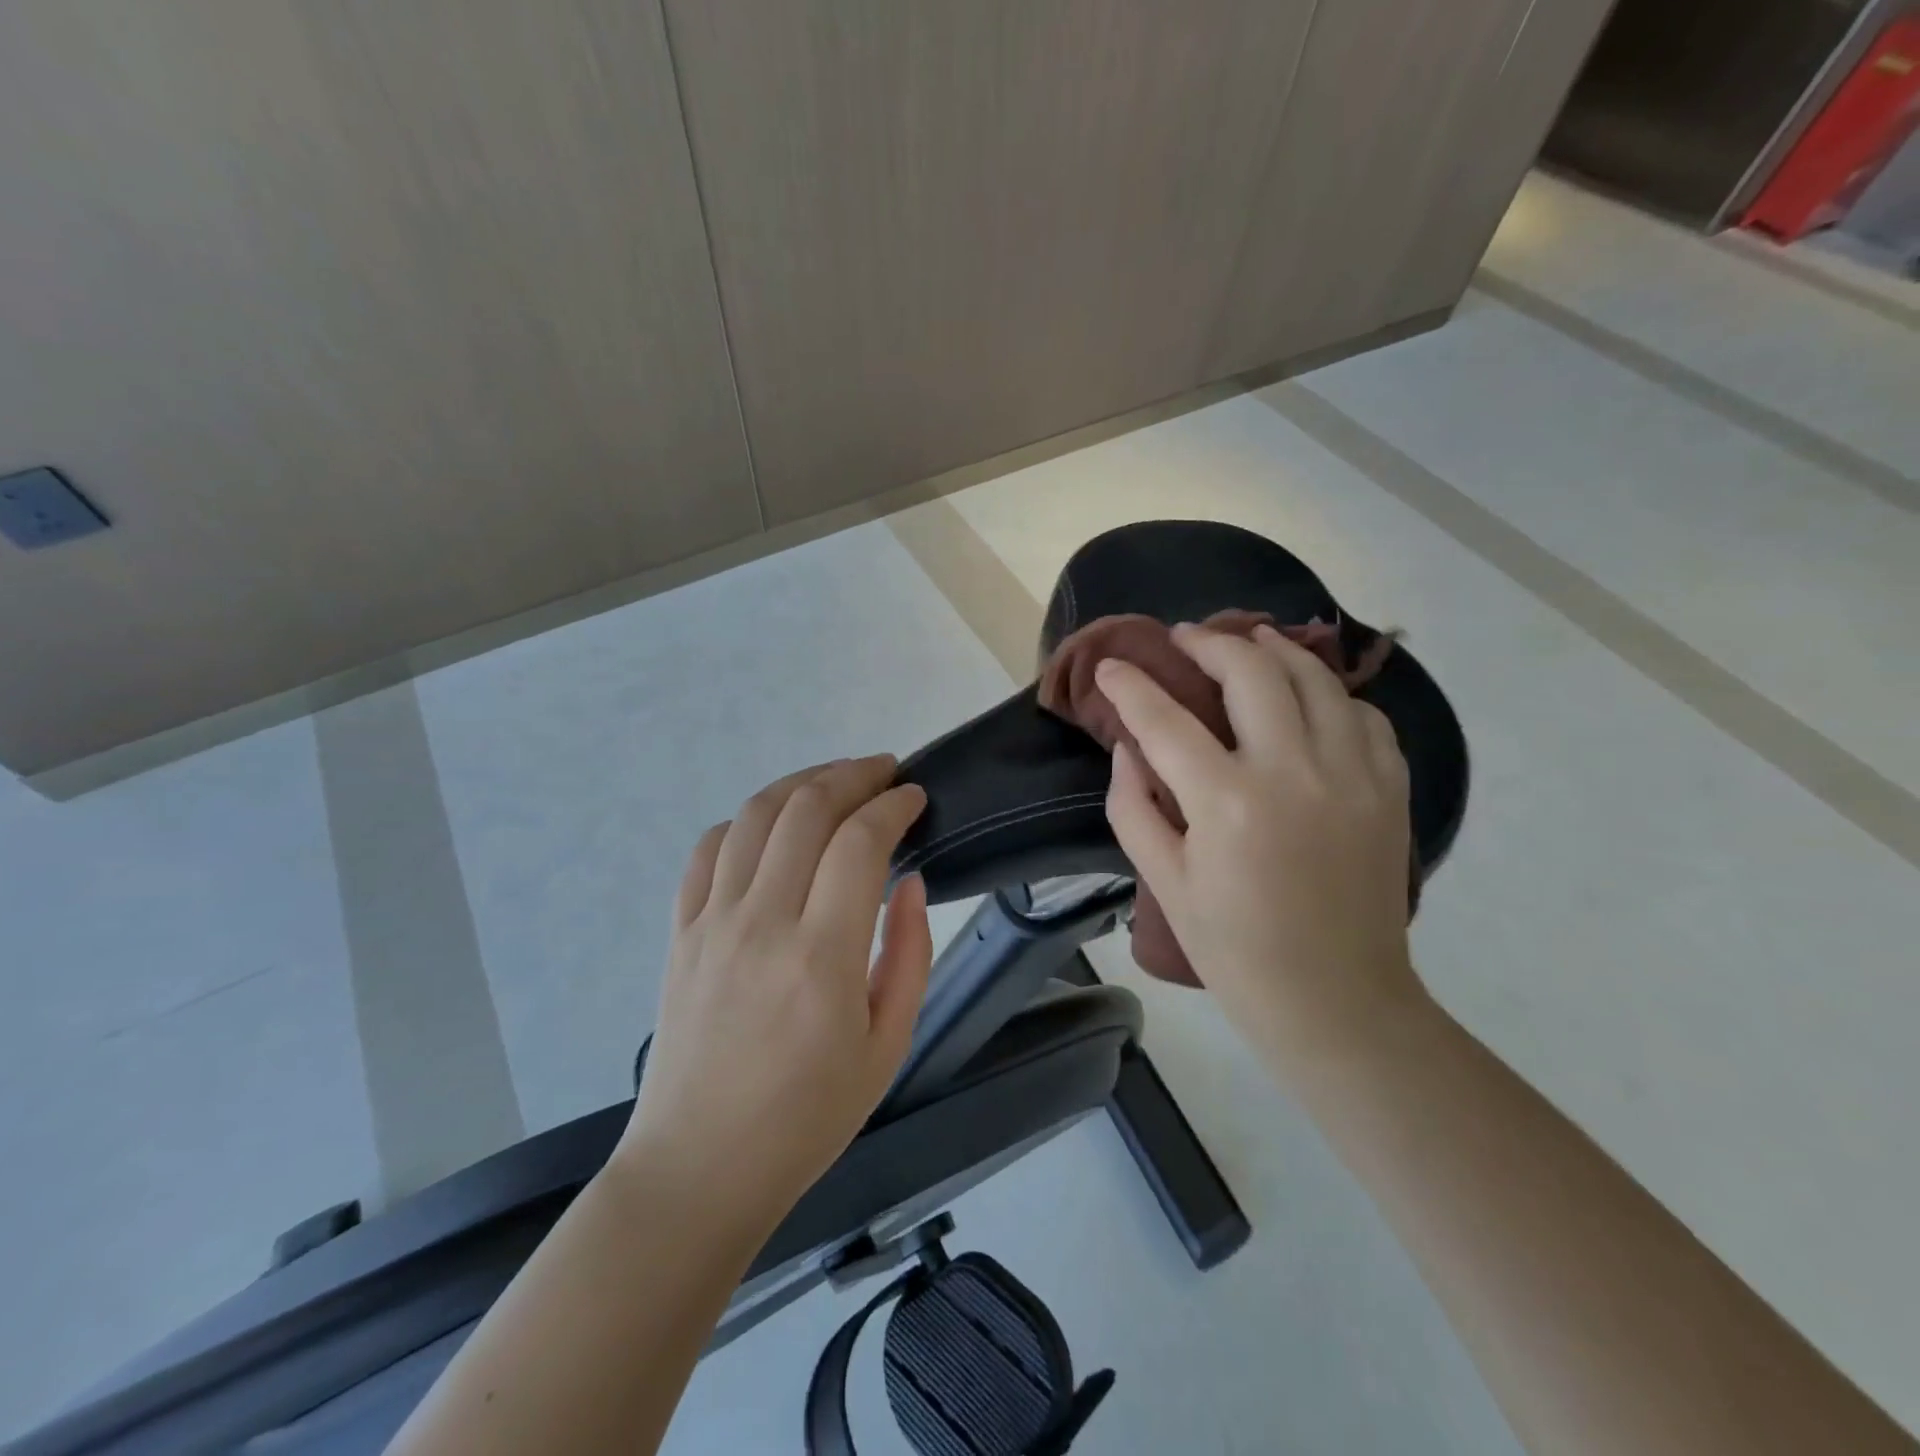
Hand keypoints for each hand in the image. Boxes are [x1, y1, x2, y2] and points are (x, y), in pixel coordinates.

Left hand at [618, 756, 931, 1228]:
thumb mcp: (889, 1045)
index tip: (916, 797)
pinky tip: (773, 826)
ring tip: (835, 780)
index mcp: (821, 956)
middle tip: (885, 773)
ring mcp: (711, 922)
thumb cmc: (808, 1117)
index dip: (893, 805)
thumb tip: (908, 881)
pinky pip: (708, 849)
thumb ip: (908, 953)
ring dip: (801, 782)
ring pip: (755, 815)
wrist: (700, 1168)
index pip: (860, 841)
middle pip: (806, 808)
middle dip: (853, 774)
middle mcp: (761, 922)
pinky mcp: (680, 931)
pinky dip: (747, 820)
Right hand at [1097, 623, 1425, 1073]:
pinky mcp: (1390, 789)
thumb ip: (1134, 807)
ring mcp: (1352, 775)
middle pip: (1250, 672)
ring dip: (1275, 650)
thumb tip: (1129, 749)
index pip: (1165, 720)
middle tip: (1184, 638)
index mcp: (1227, 802)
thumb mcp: (1164, 883)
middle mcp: (1293, 772)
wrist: (1336, 1002)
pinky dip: (1331, 695)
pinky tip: (1309, 698)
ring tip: (1248, 641)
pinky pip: (1363, 715)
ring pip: (1315, 679)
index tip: (1112, 665)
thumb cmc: (1235, 950)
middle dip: (1209, 643)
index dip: (1131, 685)